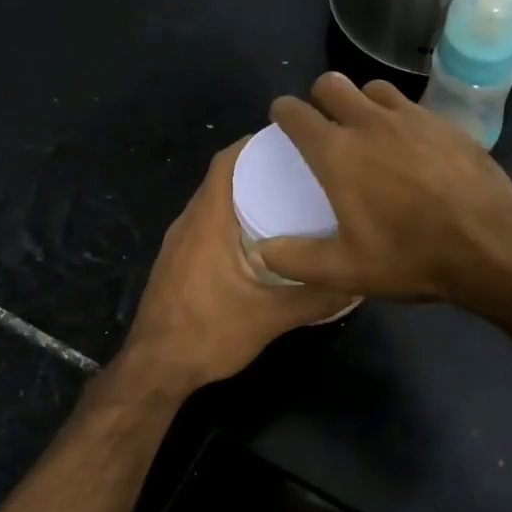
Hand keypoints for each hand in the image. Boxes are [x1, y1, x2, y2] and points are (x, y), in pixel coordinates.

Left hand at [120, 137, 354, 393]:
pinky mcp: (176, 262)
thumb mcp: (270, 317)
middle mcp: (188, 223)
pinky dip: (231, 219)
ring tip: (287, 200)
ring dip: (244, 195)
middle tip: (300, 171)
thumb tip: (357, 281)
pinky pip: (206, 225)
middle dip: (258, 169)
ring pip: (212, 203)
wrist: (155, 369)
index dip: (254, 145)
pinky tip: (259, 240)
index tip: (291, 142)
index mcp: (207, 222)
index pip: (226, 162)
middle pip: (221, 179)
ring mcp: (178, 244)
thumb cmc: (208, 334)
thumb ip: (315, 298)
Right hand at [258, 73, 511, 306]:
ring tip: (367, 129)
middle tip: (324, 125)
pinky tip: (409, 144)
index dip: (283, 113)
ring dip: (360, 101)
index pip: (296, 113)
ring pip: (373, 87)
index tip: (283, 122)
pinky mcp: (445, 122)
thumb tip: (263, 250)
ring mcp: (412, 117)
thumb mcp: (346, 271)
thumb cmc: (412, 257)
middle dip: (319, 98)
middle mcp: (370, 123)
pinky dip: (398, 115)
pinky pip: (410, 104)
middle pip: (331, 84)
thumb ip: (296, 259)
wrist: (491, 245)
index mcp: (338, 153)